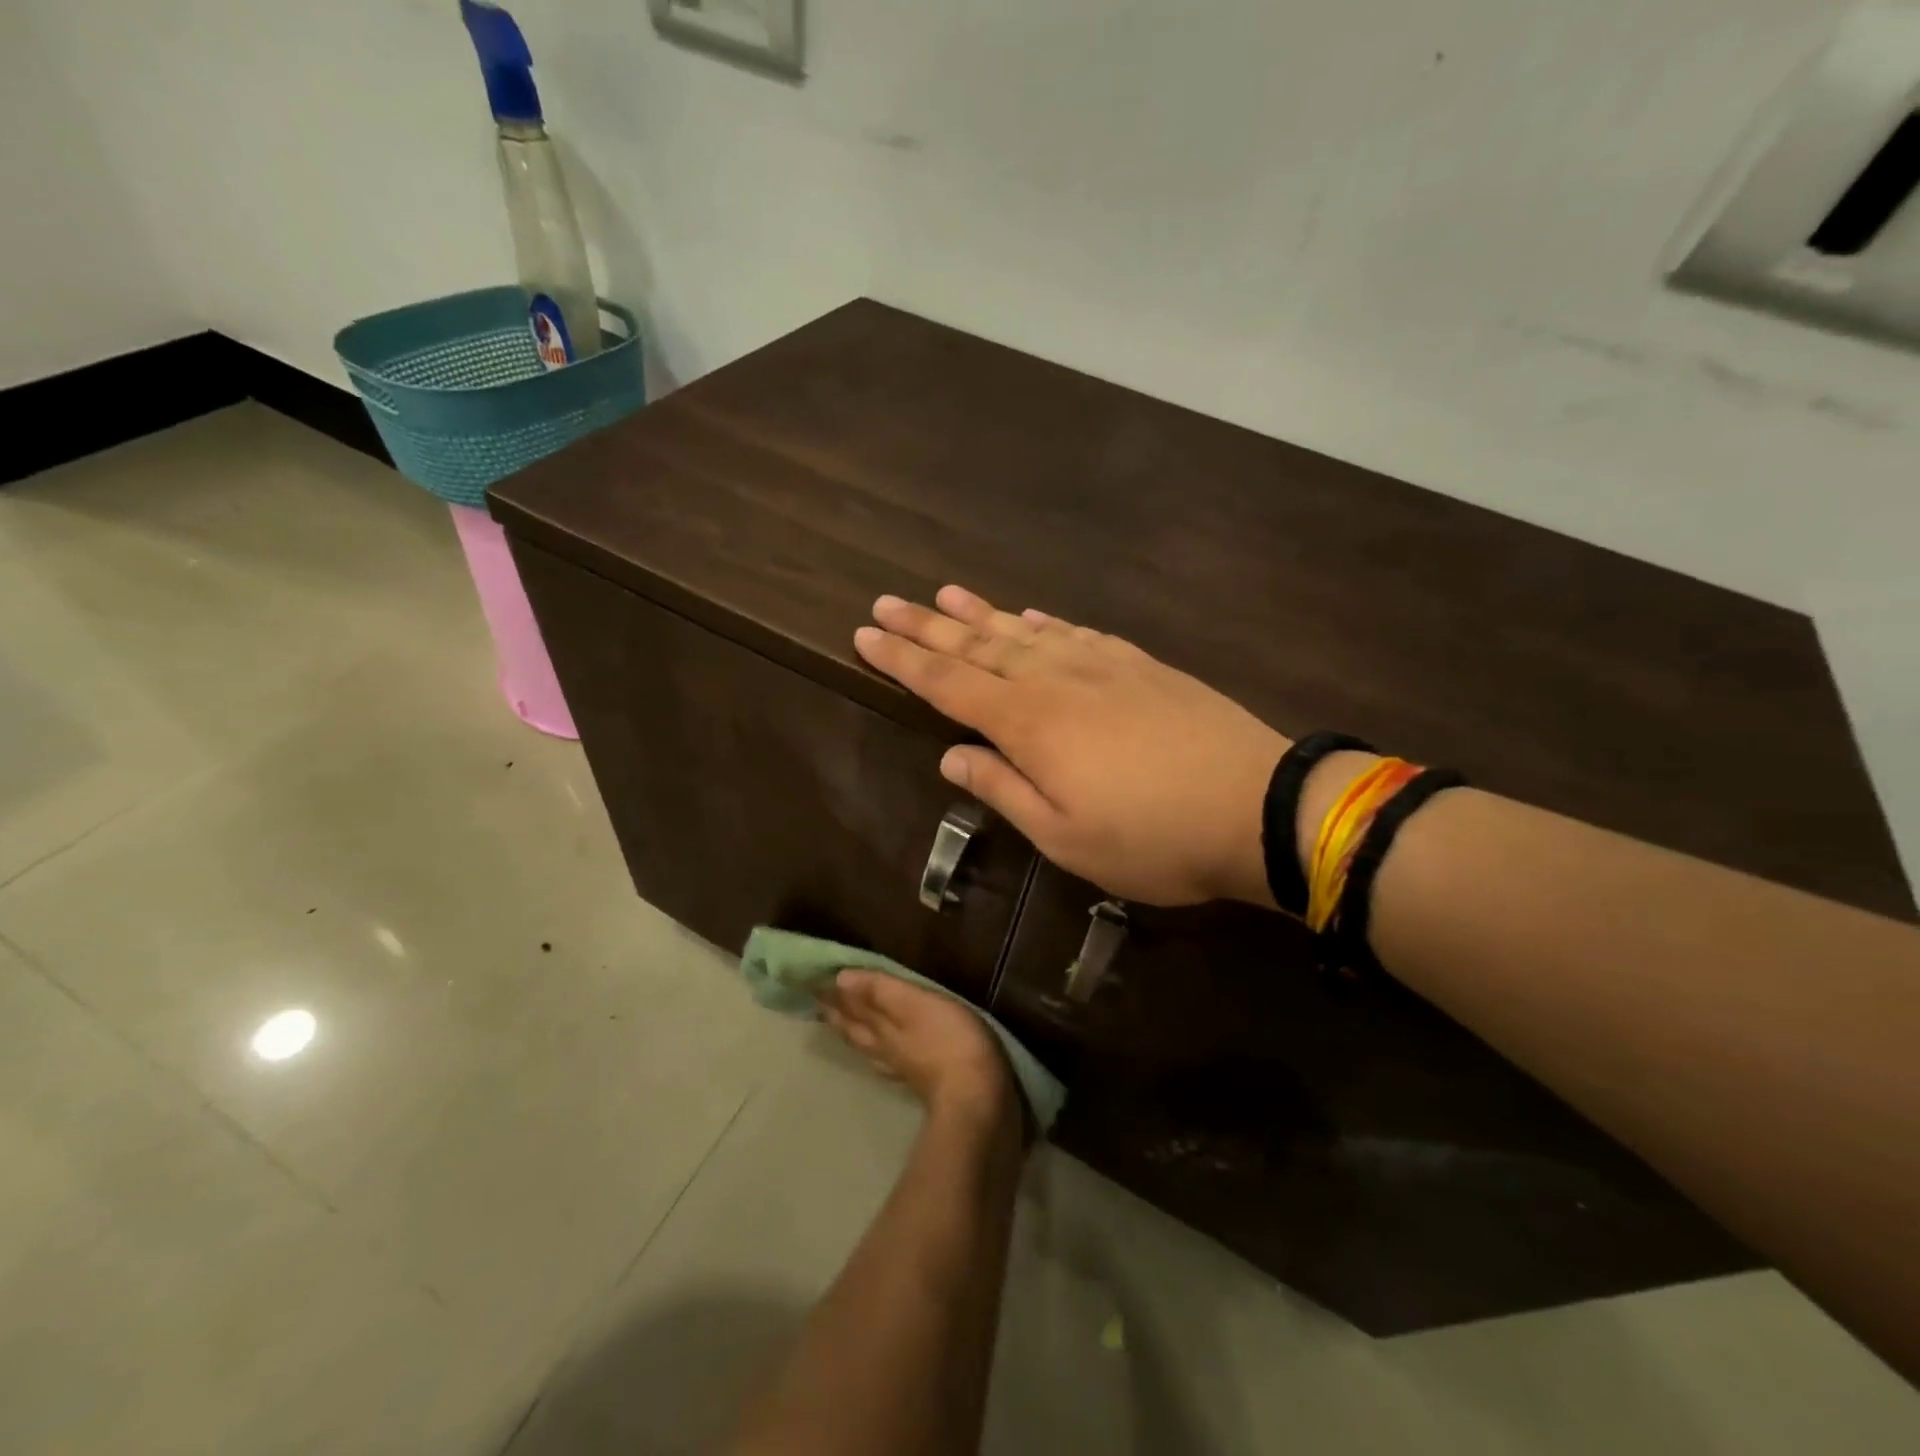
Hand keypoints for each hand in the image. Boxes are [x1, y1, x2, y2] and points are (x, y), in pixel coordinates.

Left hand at [818, 971, 1014, 1121]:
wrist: (976, 1098)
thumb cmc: (947, 1040)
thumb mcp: (915, 1004)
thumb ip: (880, 991)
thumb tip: (840, 979)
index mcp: (880, 1027)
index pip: (850, 1006)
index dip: (833, 994)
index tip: (812, 981)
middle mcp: (883, 1048)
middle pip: (854, 1028)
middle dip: (837, 1013)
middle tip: (819, 1000)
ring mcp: (900, 1067)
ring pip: (867, 1046)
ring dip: (852, 1031)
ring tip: (840, 1022)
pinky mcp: (920, 1081)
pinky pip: (886, 1060)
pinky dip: (877, 1052)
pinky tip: (882, 1054)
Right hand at [854, 586, 1288, 905]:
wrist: (1258, 806)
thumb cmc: (1152, 837)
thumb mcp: (1064, 837)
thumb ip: (1003, 790)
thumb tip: (951, 759)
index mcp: (1029, 723)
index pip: (947, 684)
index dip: (902, 660)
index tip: (865, 634)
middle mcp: (1055, 680)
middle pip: (977, 646)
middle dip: (926, 626)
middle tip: (886, 602)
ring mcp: (1100, 665)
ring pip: (1023, 631)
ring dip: (980, 613)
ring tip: (944, 594)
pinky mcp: (1139, 665)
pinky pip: (1076, 633)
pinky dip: (1044, 623)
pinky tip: (1030, 616)